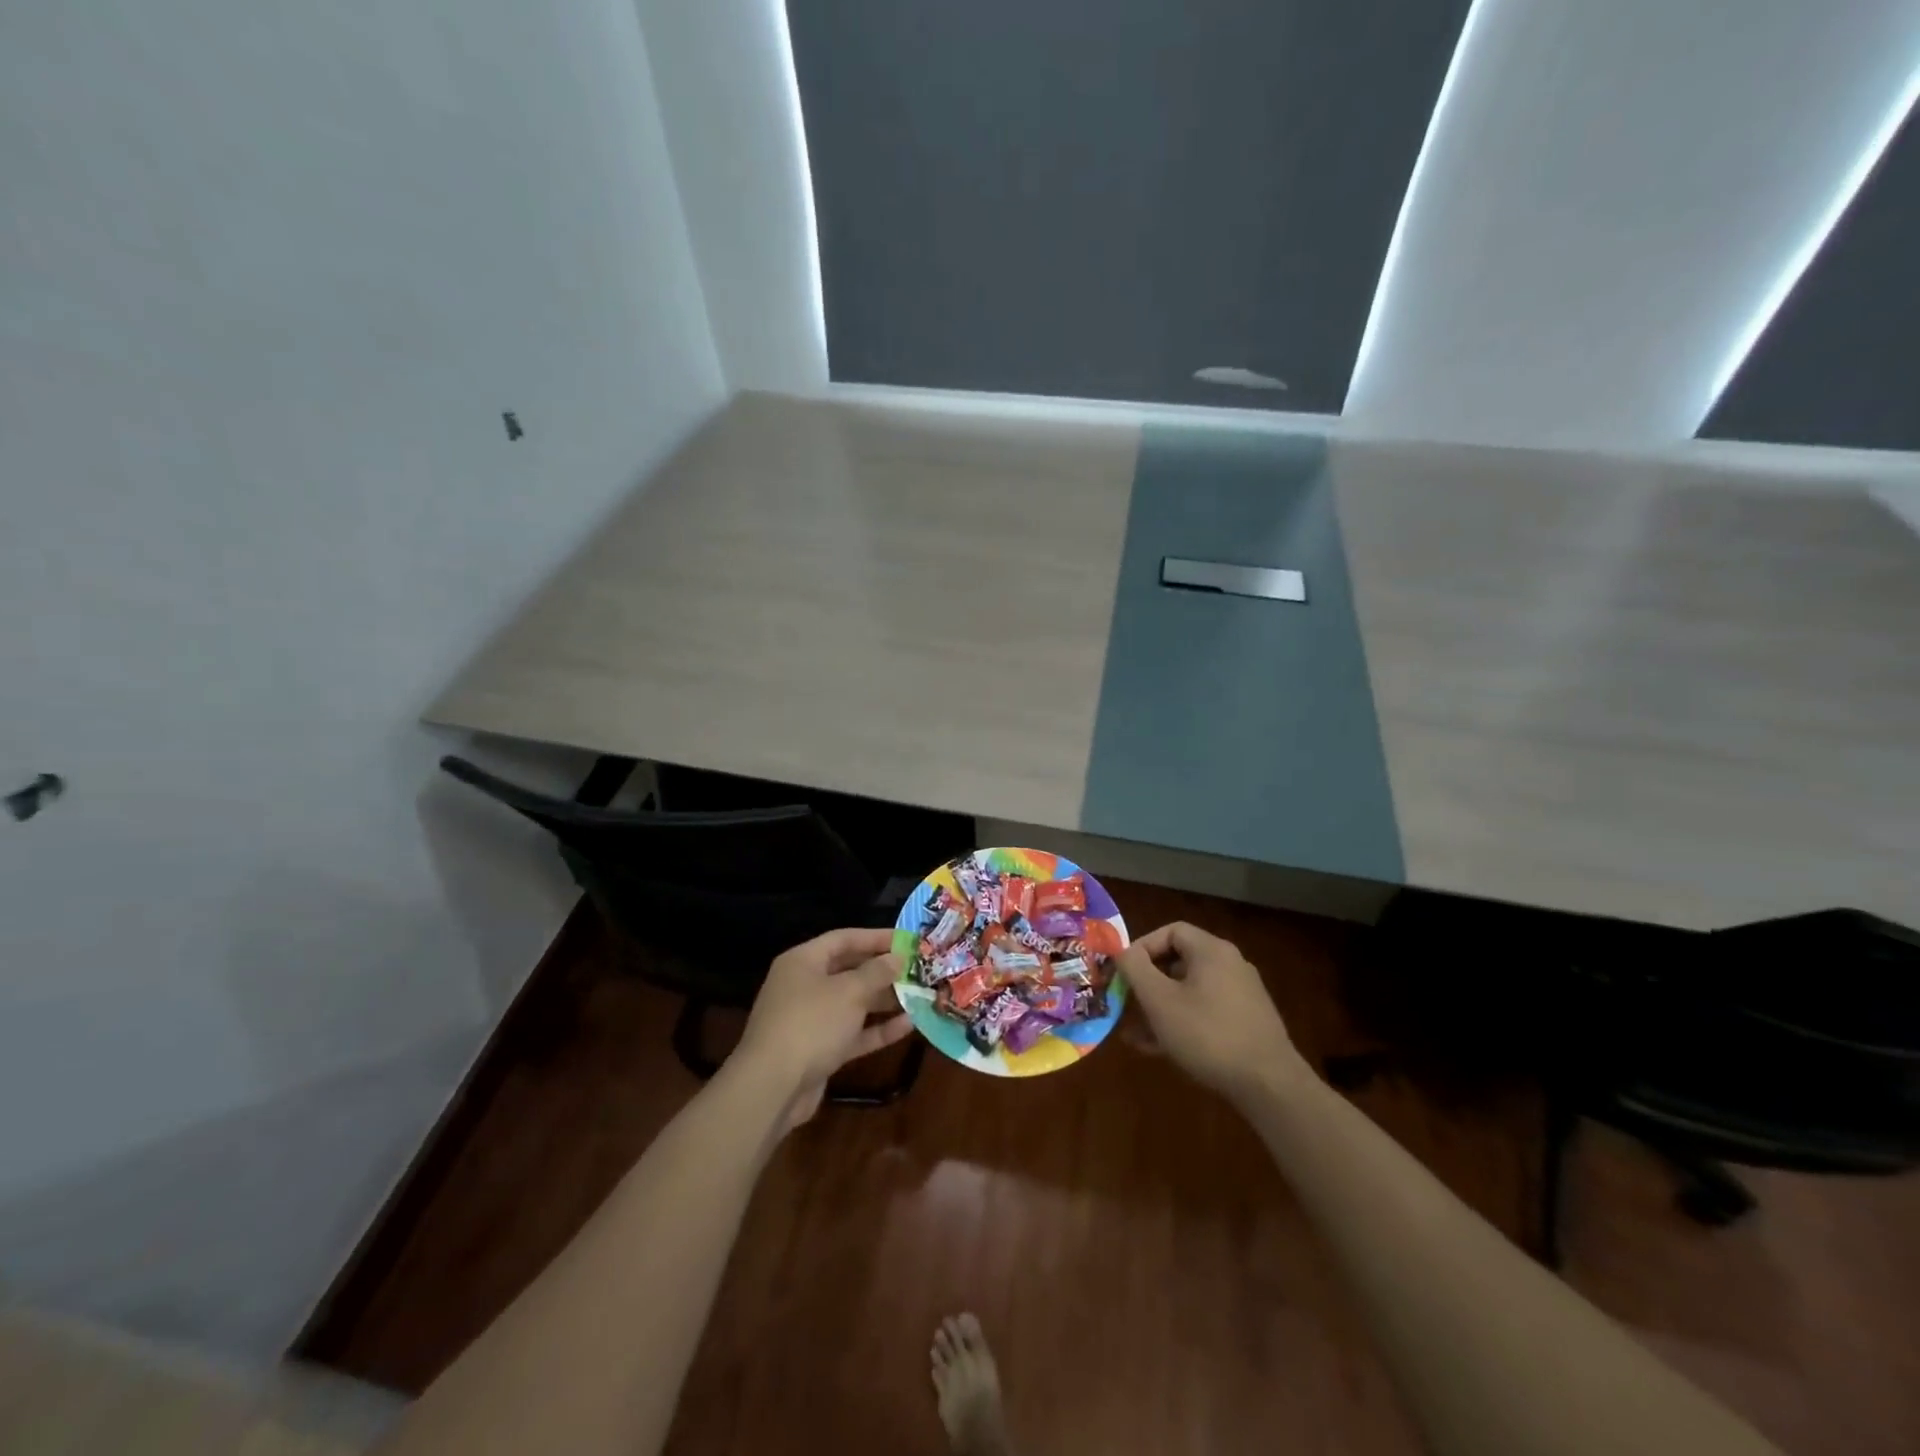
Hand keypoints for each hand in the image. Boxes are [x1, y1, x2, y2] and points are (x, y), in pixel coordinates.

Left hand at [733, 928, 912, 1128]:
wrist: (772, 1088)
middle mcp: (804, 986)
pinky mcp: (819, 1050)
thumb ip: (877, 972)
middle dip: (883, 970)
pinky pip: (852, 1032)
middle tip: (917, 969)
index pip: (843, 939)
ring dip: (884, 1001)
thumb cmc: (810, 1024)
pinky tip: (909, 1026)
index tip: (908, 940)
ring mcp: (811, 1020)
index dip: (876, 937)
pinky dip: (877, 1029)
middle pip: (849, 970)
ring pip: (853, 1003)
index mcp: (803, 961)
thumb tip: (898, 957)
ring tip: (919, 996)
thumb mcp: (849, 992)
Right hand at [1118, 921, 1308, 1103]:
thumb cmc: (1207, 1034)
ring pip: (1189, 991)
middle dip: (1147, 984)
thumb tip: (1122, 951)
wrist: (1270, 1086)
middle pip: (1178, 962)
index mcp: (1212, 951)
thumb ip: (1135, 969)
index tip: (1123, 973)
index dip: (1142, 947)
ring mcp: (1241, 995)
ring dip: (1159, 1008)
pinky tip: (1159, 1048)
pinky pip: (1204, 1012)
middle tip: (1126, 1004)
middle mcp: (1230, 965)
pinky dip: (1180, 1022)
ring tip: (1134, 1033)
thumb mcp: (1159, 1000)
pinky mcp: (1246, 1023)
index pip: (1170, 931)